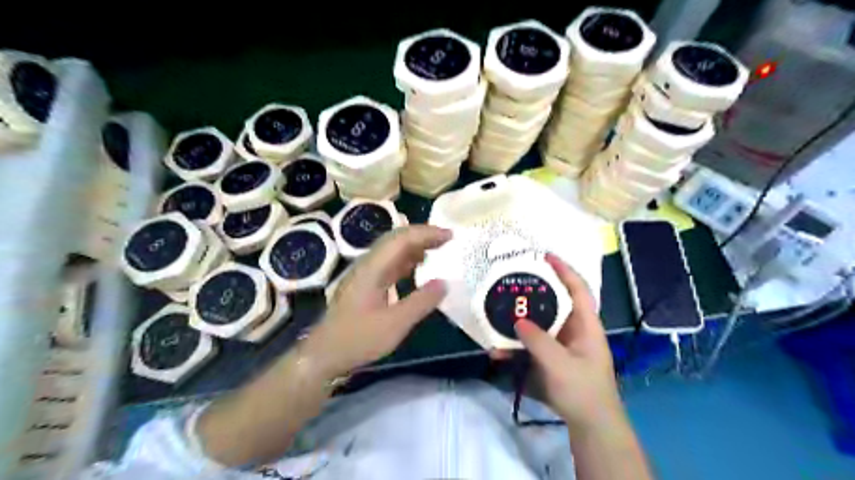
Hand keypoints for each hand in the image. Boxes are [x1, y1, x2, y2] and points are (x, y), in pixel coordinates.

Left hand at [302, 228, 449, 380]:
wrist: (323, 354)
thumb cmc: (358, 339)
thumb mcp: (395, 324)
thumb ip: (421, 302)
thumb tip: (445, 282)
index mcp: (373, 268)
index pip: (402, 239)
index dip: (427, 233)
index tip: (450, 236)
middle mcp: (368, 264)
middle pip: (396, 238)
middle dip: (422, 235)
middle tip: (447, 240)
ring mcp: (365, 273)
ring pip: (392, 250)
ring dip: (415, 246)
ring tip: (437, 250)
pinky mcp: (365, 283)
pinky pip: (389, 263)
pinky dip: (407, 260)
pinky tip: (417, 268)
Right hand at [510, 254, 626, 432]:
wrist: (589, 424)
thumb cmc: (583, 390)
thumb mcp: (560, 364)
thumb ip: (538, 341)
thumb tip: (517, 321)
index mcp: (586, 325)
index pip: (577, 289)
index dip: (564, 270)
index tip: (545, 255)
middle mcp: (573, 329)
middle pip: (553, 302)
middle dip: (533, 291)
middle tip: (512, 281)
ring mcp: (561, 344)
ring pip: (538, 323)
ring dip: (518, 320)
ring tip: (497, 313)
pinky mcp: (549, 357)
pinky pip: (530, 343)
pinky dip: (514, 344)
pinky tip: (497, 350)